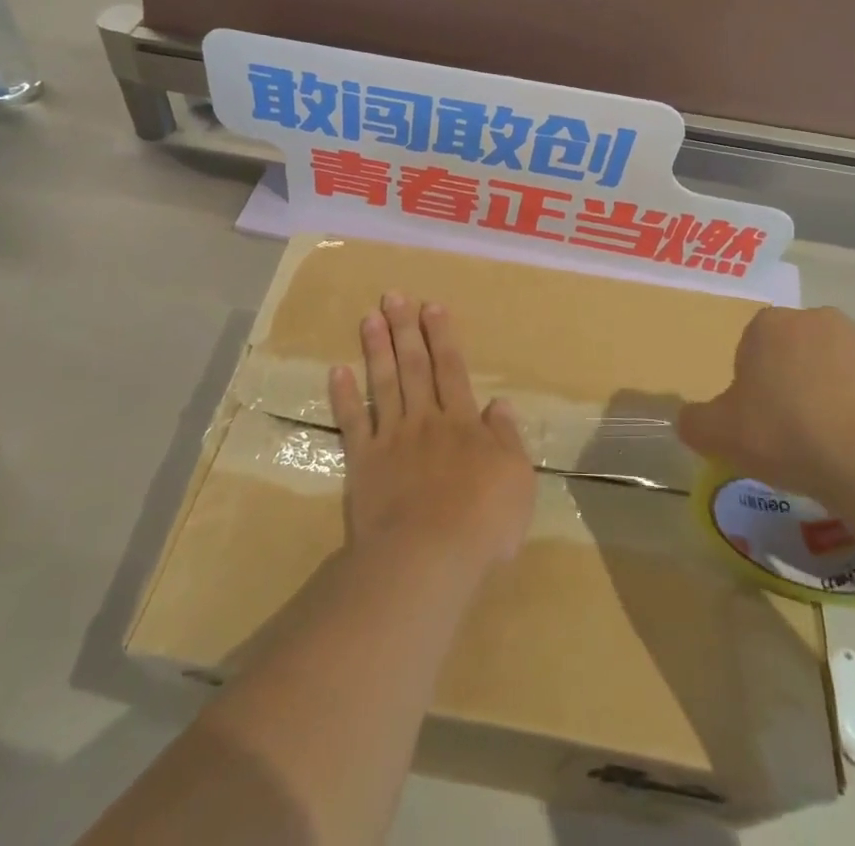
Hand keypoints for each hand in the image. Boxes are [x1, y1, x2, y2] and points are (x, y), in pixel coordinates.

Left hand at [329, 295, 536, 576]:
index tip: (432, 306)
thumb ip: (506, 437)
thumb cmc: (482, 522)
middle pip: (414, 366)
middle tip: (394, 296)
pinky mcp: (363, 462)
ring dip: (377, 349)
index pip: (452, 370)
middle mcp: (425, 420)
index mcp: (462, 423)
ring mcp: (391, 439)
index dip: (443, 337)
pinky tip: (337, 371)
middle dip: (405, 329)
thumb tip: (498, 402)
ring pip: (383, 384)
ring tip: (369, 317)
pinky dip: (344, 396)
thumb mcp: (516, 479)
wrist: (427, 557)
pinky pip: (352, 422)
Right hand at [676, 308, 854, 508]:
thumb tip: (688, 421)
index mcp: (767, 326)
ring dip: (833, 405)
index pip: (749, 350)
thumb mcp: (721, 436)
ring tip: (835, 456)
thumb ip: (696, 424)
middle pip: (795, 357)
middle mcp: (816, 320)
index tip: (759, 427)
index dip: (751, 390)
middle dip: (793, 391)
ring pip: (837, 376)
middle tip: (793, 441)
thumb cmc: (789, 434)